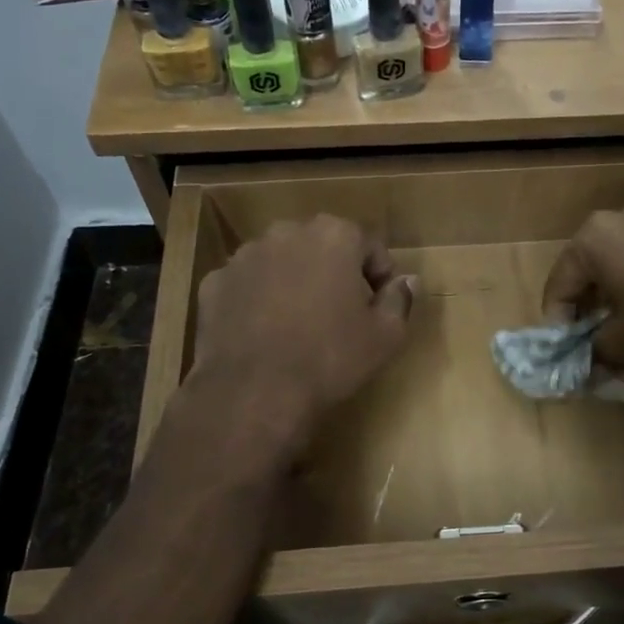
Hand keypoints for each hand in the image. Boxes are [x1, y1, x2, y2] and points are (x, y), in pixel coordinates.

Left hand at [190, 215, 416, 452]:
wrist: (254, 391)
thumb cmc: (330, 358)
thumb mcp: (385, 337)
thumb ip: (400, 301)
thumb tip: (408, 281)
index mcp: (334, 236)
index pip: (369, 246)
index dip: (379, 277)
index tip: (379, 307)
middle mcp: (287, 233)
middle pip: (321, 247)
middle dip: (333, 273)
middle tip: (340, 315)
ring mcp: (245, 256)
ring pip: (281, 263)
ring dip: (293, 283)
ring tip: (298, 326)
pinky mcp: (215, 282)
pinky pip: (247, 285)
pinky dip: (257, 300)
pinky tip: (264, 334)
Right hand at [542, 204, 623, 373]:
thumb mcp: (617, 346)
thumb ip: (590, 349)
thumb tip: (587, 356)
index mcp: (593, 238)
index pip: (559, 285)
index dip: (556, 321)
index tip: (563, 349)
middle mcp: (623, 217)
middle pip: (589, 265)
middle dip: (585, 300)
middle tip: (588, 334)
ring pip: (622, 257)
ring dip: (615, 287)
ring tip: (623, 320)